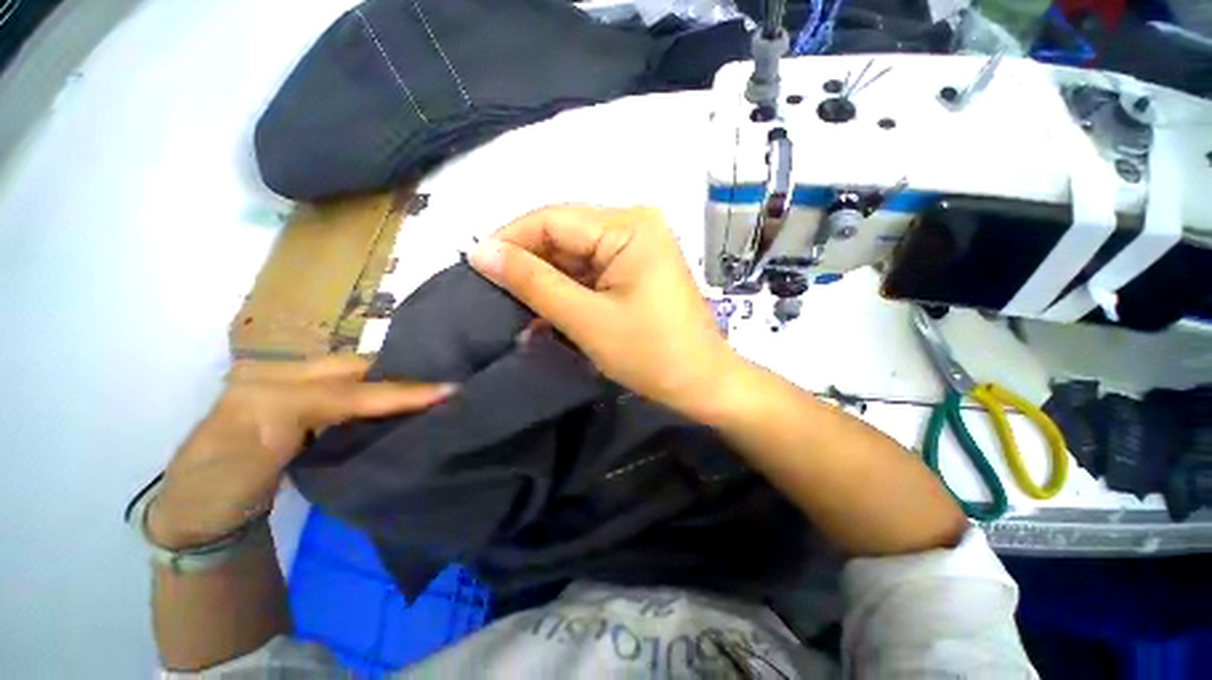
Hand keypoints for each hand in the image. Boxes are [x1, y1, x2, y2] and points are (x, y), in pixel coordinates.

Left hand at [148, 357, 452, 549]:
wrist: (196, 513)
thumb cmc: (216, 491)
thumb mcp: (257, 462)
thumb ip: (312, 427)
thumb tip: (384, 414)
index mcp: (268, 389)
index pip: (347, 389)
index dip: (400, 391)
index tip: (448, 390)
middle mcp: (282, 375)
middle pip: (356, 369)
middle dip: (404, 374)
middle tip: (449, 380)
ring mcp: (293, 386)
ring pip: (357, 376)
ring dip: (396, 382)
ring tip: (435, 386)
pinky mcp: (303, 403)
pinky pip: (350, 390)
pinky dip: (381, 394)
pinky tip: (404, 399)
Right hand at [468, 205, 736, 413]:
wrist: (701, 383)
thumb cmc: (650, 353)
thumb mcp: (585, 318)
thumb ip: (532, 282)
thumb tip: (480, 251)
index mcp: (628, 226)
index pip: (551, 219)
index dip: (509, 240)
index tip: (475, 268)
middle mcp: (634, 225)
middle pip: (563, 236)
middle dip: (529, 267)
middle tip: (495, 297)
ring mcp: (638, 247)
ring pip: (574, 256)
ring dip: (547, 284)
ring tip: (518, 312)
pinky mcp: (637, 270)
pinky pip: (591, 272)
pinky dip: (568, 293)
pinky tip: (547, 315)